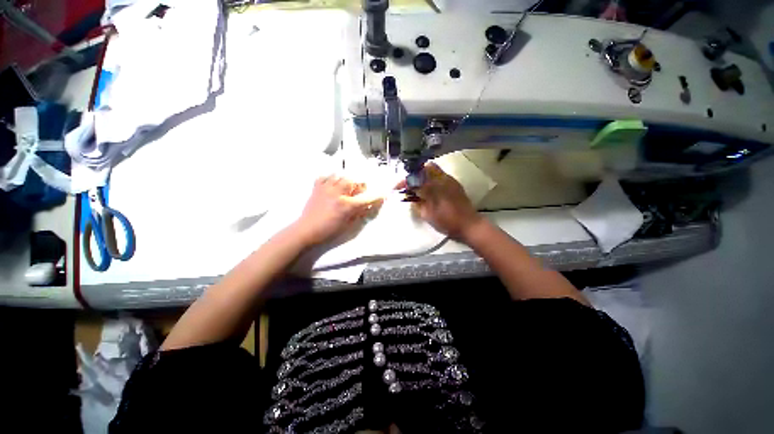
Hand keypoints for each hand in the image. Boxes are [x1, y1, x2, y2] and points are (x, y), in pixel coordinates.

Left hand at [293, 176, 382, 245]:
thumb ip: (358, 214)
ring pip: (339, 175)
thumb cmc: (328, 231)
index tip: (383, 194)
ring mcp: (326, 189)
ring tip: (344, 187)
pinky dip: (330, 178)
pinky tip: (331, 185)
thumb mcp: (347, 225)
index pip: (366, 198)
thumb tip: (367, 206)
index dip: (377, 196)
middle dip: (358, 185)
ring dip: (345, 180)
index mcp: (346, 205)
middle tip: (358, 191)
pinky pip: (324, 176)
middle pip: (352, 181)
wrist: (306, 230)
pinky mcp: (316, 188)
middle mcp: (337, 193)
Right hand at [397, 162, 482, 240]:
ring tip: (416, 189)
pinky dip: (430, 180)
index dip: (405, 182)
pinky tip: (428, 191)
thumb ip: (417, 203)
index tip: (397, 189)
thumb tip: (411, 196)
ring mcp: (450, 180)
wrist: (469, 226)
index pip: (415, 177)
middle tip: (408, 187)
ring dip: (422, 176)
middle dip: (414, 175)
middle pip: (425, 168)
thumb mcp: (427, 215)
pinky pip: (440, 176)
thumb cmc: (447, 222)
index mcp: (435, 186)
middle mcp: (443, 179)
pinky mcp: (455, 184)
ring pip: (433, 170)